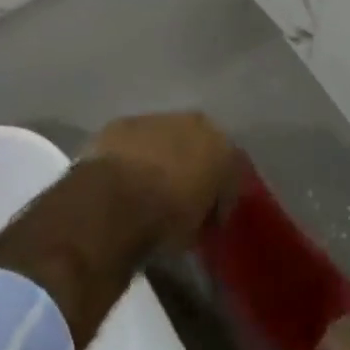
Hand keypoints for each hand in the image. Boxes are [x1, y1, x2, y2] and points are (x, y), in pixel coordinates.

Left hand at [84, 113, 246, 249]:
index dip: (221, 197)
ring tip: (149, 186)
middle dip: (194, 167)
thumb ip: (205, 216)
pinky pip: (135, 139)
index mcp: (223, 149)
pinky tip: (124, 176)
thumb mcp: (197, 231)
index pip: (232, 172)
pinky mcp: (122, 123)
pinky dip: (133, 155)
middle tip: (182, 196)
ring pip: (166, 137)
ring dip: (162, 156)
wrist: (117, 200)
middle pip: (200, 146)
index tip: (210, 218)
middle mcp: (195, 124)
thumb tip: (200, 217)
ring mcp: (157, 118)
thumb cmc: (168, 218)